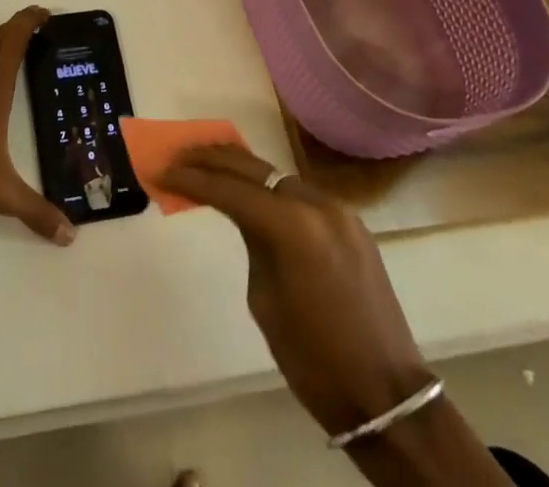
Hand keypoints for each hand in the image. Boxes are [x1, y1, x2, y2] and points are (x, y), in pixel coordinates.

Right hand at [162, 145, 428, 434]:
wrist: (385, 394)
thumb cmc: (313, 359)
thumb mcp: (264, 300)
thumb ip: (252, 243)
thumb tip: (244, 217)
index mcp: (291, 226)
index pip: (230, 189)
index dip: (192, 179)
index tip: (163, 170)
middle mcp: (316, 203)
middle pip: (254, 168)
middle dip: (212, 160)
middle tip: (179, 155)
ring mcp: (338, 209)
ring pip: (279, 176)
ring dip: (242, 170)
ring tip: (208, 164)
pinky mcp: (352, 222)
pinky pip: (302, 195)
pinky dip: (272, 190)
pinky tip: (253, 192)